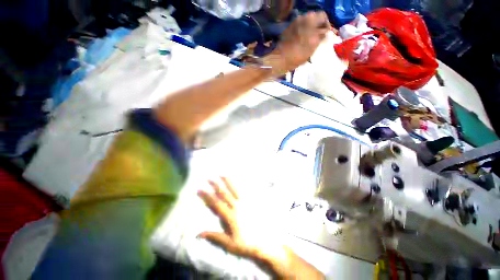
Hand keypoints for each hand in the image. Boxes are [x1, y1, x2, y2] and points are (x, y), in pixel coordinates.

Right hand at [197, 177, 274, 259]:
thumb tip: (198, 234)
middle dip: (216, 185)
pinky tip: (237, 180)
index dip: (207, 196)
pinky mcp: (250, 202)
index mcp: (230, 216)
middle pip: (224, 194)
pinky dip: (239, 185)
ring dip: (227, 181)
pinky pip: (244, 191)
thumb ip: (214, 237)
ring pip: (234, 189)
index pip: (216, 204)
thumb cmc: (244, 244)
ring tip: (222, 174)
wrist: (262, 242)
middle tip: (209, 178)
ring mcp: (244, 203)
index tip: (200, 189)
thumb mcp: (228, 244)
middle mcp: (237, 207)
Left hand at [265, 11, 330, 74]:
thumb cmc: (298, 53)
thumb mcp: (313, 45)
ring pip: (306, 23)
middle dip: (318, 27)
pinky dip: (303, 32)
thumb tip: (326, 32)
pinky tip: (302, 41)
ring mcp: (294, 23)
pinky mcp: (288, 29)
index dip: (327, 25)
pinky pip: (299, 28)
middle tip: (319, 37)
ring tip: (311, 40)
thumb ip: (321, 36)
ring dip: (310, 29)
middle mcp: (302, 17)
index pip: (323, 16)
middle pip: (314, 19)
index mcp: (310, 19)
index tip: (326, 34)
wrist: (280, 59)